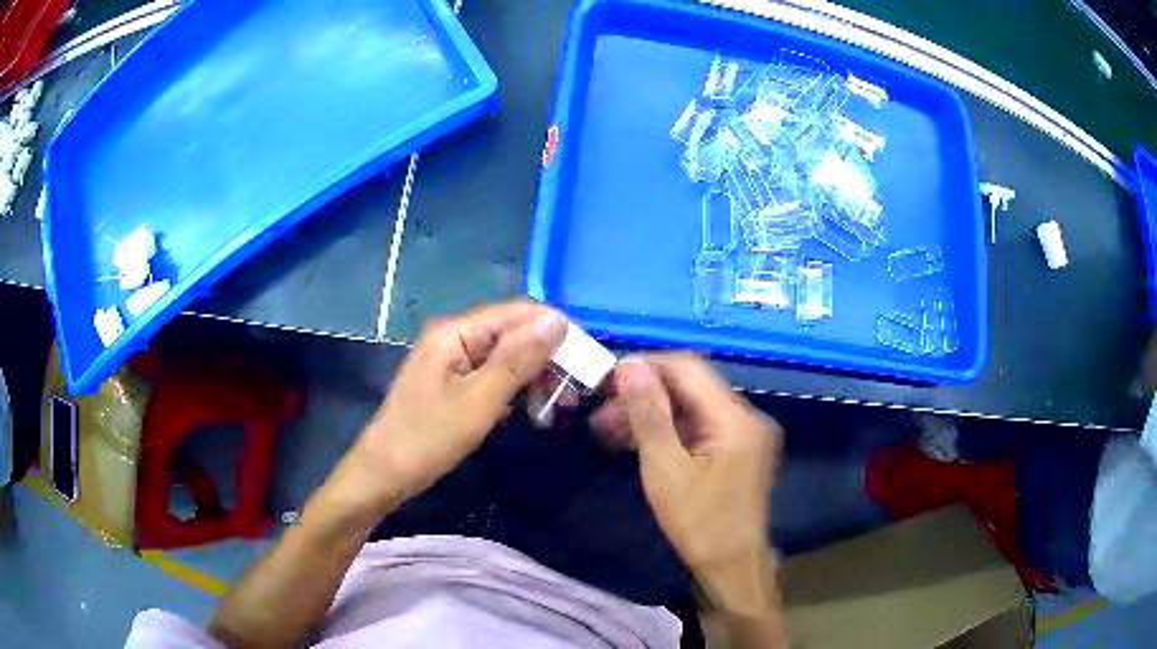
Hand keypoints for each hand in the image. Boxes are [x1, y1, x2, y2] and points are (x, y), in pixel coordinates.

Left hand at [332, 302, 567, 518]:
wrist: (383, 475)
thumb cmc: (428, 439)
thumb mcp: (479, 401)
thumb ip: (518, 359)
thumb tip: (558, 319)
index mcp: (457, 332)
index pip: (519, 313)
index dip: (556, 333)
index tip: (585, 365)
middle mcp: (455, 336)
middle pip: (513, 332)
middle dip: (546, 359)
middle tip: (570, 397)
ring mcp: (451, 360)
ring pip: (506, 355)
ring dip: (533, 376)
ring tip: (553, 408)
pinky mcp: (452, 382)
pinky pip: (492, 374)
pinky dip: (514, 389)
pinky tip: (526, 410)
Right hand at [592, 354, 780, 612]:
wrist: (733, 566)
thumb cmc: (699, 524)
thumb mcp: (666, 470)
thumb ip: (649, 415)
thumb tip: (630, 367)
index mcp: (735, 418)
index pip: (689, 368)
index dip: (647, 365)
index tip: (608, 377)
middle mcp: (747, 416)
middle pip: (691, 387)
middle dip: (645, 394)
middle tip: (602, 411)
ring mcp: (746, 433)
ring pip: (693, 407)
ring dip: (654, 413)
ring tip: (610, 429)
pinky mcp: (740, 449)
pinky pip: (702, 426)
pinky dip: (671, 430)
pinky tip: (638, 441)